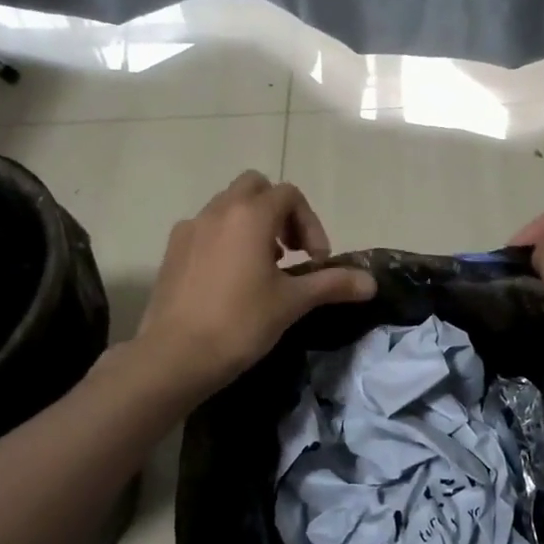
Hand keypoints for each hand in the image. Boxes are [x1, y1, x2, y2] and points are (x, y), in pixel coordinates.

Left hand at [136, 171, 375, 396]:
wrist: (174, 356)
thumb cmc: (240, 323)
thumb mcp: (292, 303)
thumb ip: (332, 283)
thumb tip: (371, 282)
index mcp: (250, 215)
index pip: (289, 195)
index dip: (310, 224)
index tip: (315, 261)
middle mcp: (218, 210)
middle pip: (255, 187)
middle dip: (279, 212)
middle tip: (290, 251)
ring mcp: (190, 228)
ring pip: (228, 206)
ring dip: (252, 224)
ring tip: (263, 267)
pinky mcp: (172, 250)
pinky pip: (206, 228)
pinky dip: (226, 239)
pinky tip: (230, 279)